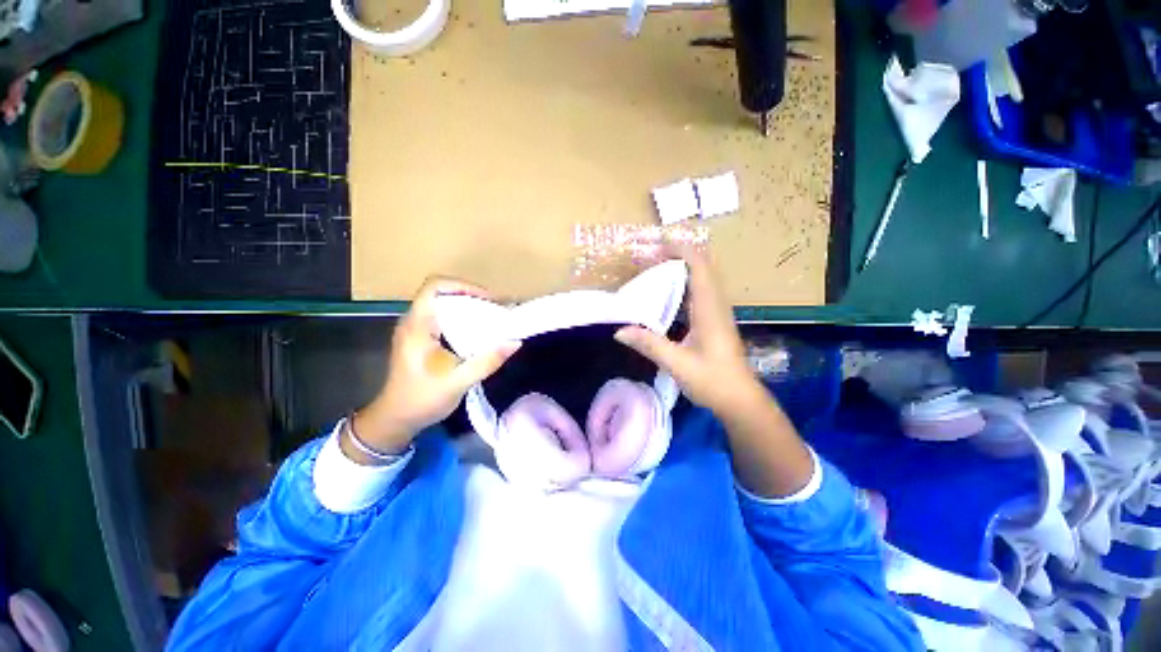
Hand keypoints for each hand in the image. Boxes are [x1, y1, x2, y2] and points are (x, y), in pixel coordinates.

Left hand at [347, 277, 519, 463]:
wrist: (395, 420)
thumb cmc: (421, 400)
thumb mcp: (458, 383)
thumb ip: (487, 362)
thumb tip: (515, 342)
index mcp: (417, 326)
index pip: (434, 287)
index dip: (463, 286)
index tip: (488, 300)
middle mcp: (414, 322)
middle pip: (443, 293)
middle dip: (472, 296)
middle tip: (497, 309)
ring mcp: (417, 330)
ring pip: (444, 305)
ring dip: (469, 307)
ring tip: (493, 318)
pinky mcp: (422, 339)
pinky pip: (444, 318)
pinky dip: (464, 319)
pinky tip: (480, 332)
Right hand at [615, 248, 813, 497]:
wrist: (740, 400)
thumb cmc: (712, 380)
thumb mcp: (677, 363)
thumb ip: (649, 344)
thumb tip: (619, 331)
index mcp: (709, 309)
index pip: (699, 266)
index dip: (680, 251)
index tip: (655, 248)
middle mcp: (715, 304)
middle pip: (701, 267)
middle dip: (676, 257)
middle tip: (648, 260)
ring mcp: (716, 312)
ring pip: (701, 279)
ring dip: (679, 270)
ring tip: (653, 272)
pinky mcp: (713, 321)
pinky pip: (699, 293)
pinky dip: (682, 286)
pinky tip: (664, 297)